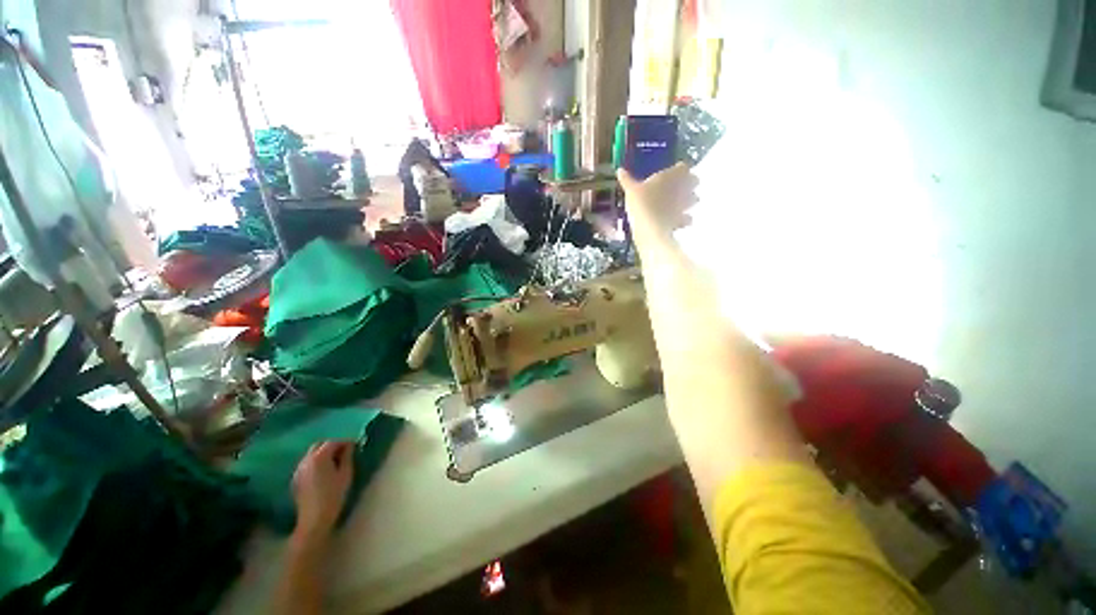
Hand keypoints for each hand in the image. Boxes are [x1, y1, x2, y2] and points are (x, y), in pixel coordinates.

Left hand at [291, 441, 354, 546]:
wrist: (314, 519)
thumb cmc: (333, 495)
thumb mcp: (346, 473)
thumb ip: (347, 456)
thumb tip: (350, 445)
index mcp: (319, 457)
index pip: (334, 441)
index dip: (346, 442)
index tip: (355, 446)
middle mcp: (306, 460)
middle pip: (320, 445)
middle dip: (332, 445)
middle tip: (344, 453)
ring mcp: (298, 469)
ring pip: (312, 454)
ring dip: (323, 454)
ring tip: (334, 462)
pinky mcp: (295, 479)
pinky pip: (307, 464)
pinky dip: (316, 463)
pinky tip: (323, 473)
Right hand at [617, 162, 698, 250]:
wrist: (650, 228)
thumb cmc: (641, 203)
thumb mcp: (630, 190)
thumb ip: (626, 180)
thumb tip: (619, 170)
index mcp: (671, 176)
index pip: (683, 167)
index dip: (680, 169)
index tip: (675, 172)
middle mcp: (682, 187)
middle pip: (694, 181)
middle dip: (689, 183)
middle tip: (679, 187)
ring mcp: (684, 204)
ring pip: (694, 199)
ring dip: (689, 200)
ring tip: (681, 204)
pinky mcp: (682, 219)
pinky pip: (688, 218)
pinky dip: (685, 219)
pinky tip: (678, 221)